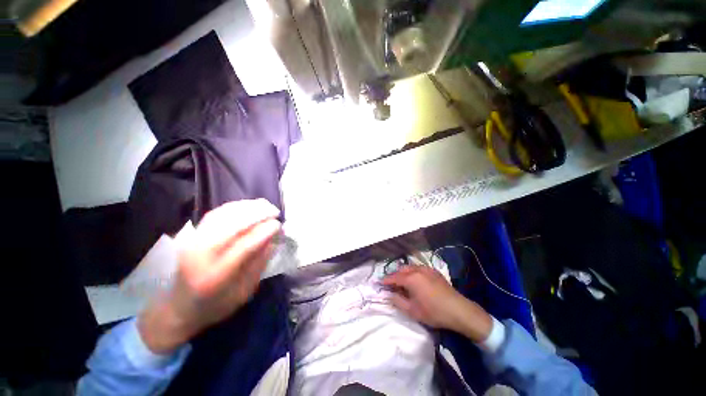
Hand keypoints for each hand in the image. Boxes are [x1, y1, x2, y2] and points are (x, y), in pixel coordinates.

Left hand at [138, 199, 281, 353]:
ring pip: (223, 215)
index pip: (245, 246)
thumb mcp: (244, 291)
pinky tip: (248, 206)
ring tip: (265, 205)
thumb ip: (259, 263)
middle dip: (258, 214)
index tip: (279, 225)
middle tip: (275, 211)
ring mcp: (193, 243)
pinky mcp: (192, 235)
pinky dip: (234, 206)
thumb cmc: (216, 305)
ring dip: (247, 207)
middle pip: (232, 226)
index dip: (264, 232)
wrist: (179, 308)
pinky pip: (215, 213)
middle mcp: (201, 256)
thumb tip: (274, 238)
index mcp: (217, 276)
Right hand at [382, 265, 492, 342]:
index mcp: (411, 278)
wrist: (458, 310)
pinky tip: (415, 280)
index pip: (394, 277)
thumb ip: (397, 301)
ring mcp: (427, 269)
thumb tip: (388, 294)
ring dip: (403, 273)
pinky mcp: (434, 271)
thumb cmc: (433, 312)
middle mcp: (417, 270)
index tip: (379, 282)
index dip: (385, 280)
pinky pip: (419, 268)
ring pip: (410, 267)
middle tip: (390, 284)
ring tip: (401, 281)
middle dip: (394, 275)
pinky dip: (412, 272)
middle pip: (401, 270)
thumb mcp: (412, 310)